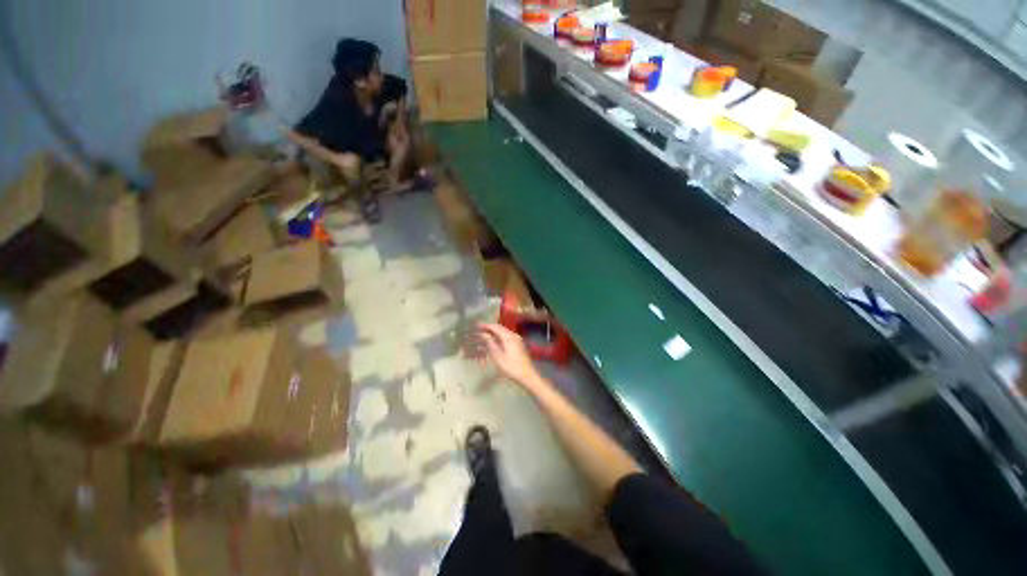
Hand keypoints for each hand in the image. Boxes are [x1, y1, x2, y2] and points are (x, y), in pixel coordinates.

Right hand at [476, 323, 543, 388]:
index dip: (486, 325)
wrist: (527, 375)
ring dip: (494, 333)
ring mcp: (517, 340)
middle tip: (479, 330)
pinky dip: (499, 337)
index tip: (477, 325)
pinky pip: (507, 337)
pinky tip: (494, 342)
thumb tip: (483, 334)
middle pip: (500, 328)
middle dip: (489, 328)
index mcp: (508, 336)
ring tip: (485, 336)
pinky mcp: (519, 345)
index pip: (495, 327)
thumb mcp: (497, 356)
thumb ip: (490, 343)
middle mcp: (513, 335)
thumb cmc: (510, 366)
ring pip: (504, 333)